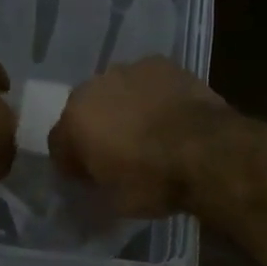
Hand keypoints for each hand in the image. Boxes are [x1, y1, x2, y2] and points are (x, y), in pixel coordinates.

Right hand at [48, 57, 230, 216]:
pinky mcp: (160, 63)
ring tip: (147, 132)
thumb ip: (94, 187)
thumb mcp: (114, 202)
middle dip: (95, 130)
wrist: (207, 151)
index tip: (89, 179)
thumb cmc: (153, 181)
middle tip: (118, 154)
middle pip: (85, 112)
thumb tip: (94, 182)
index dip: (73, 164)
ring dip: (123, 109)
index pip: (59, 144)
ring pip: (115, 93)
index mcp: (73, 121)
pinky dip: (150, 95)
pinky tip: (167, 113)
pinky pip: (145, 82)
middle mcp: (92, 88)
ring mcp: (127, 71)